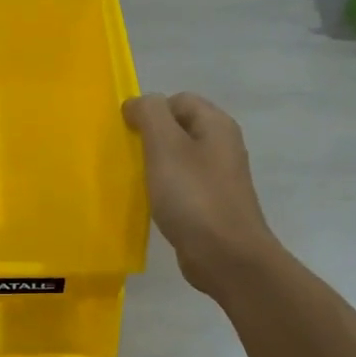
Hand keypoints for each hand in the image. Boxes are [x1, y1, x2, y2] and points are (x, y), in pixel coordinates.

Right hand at [123, 92, 280, 297]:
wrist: (227, 257)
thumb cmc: (194, 197)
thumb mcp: (165, 146)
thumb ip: (149, 114)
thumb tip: (137, 103)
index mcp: (216, 125)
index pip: (178, 100)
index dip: (150, 111)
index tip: (128, 135)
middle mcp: (223, 146)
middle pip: (179, 128)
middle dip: (151, 139)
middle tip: (130, 158)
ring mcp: (220, 178)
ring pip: (180, 159)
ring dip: (156, 166)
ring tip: (137, 182)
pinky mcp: (213, 205)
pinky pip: (184, 186)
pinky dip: (166, 191)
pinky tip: (154, 205)